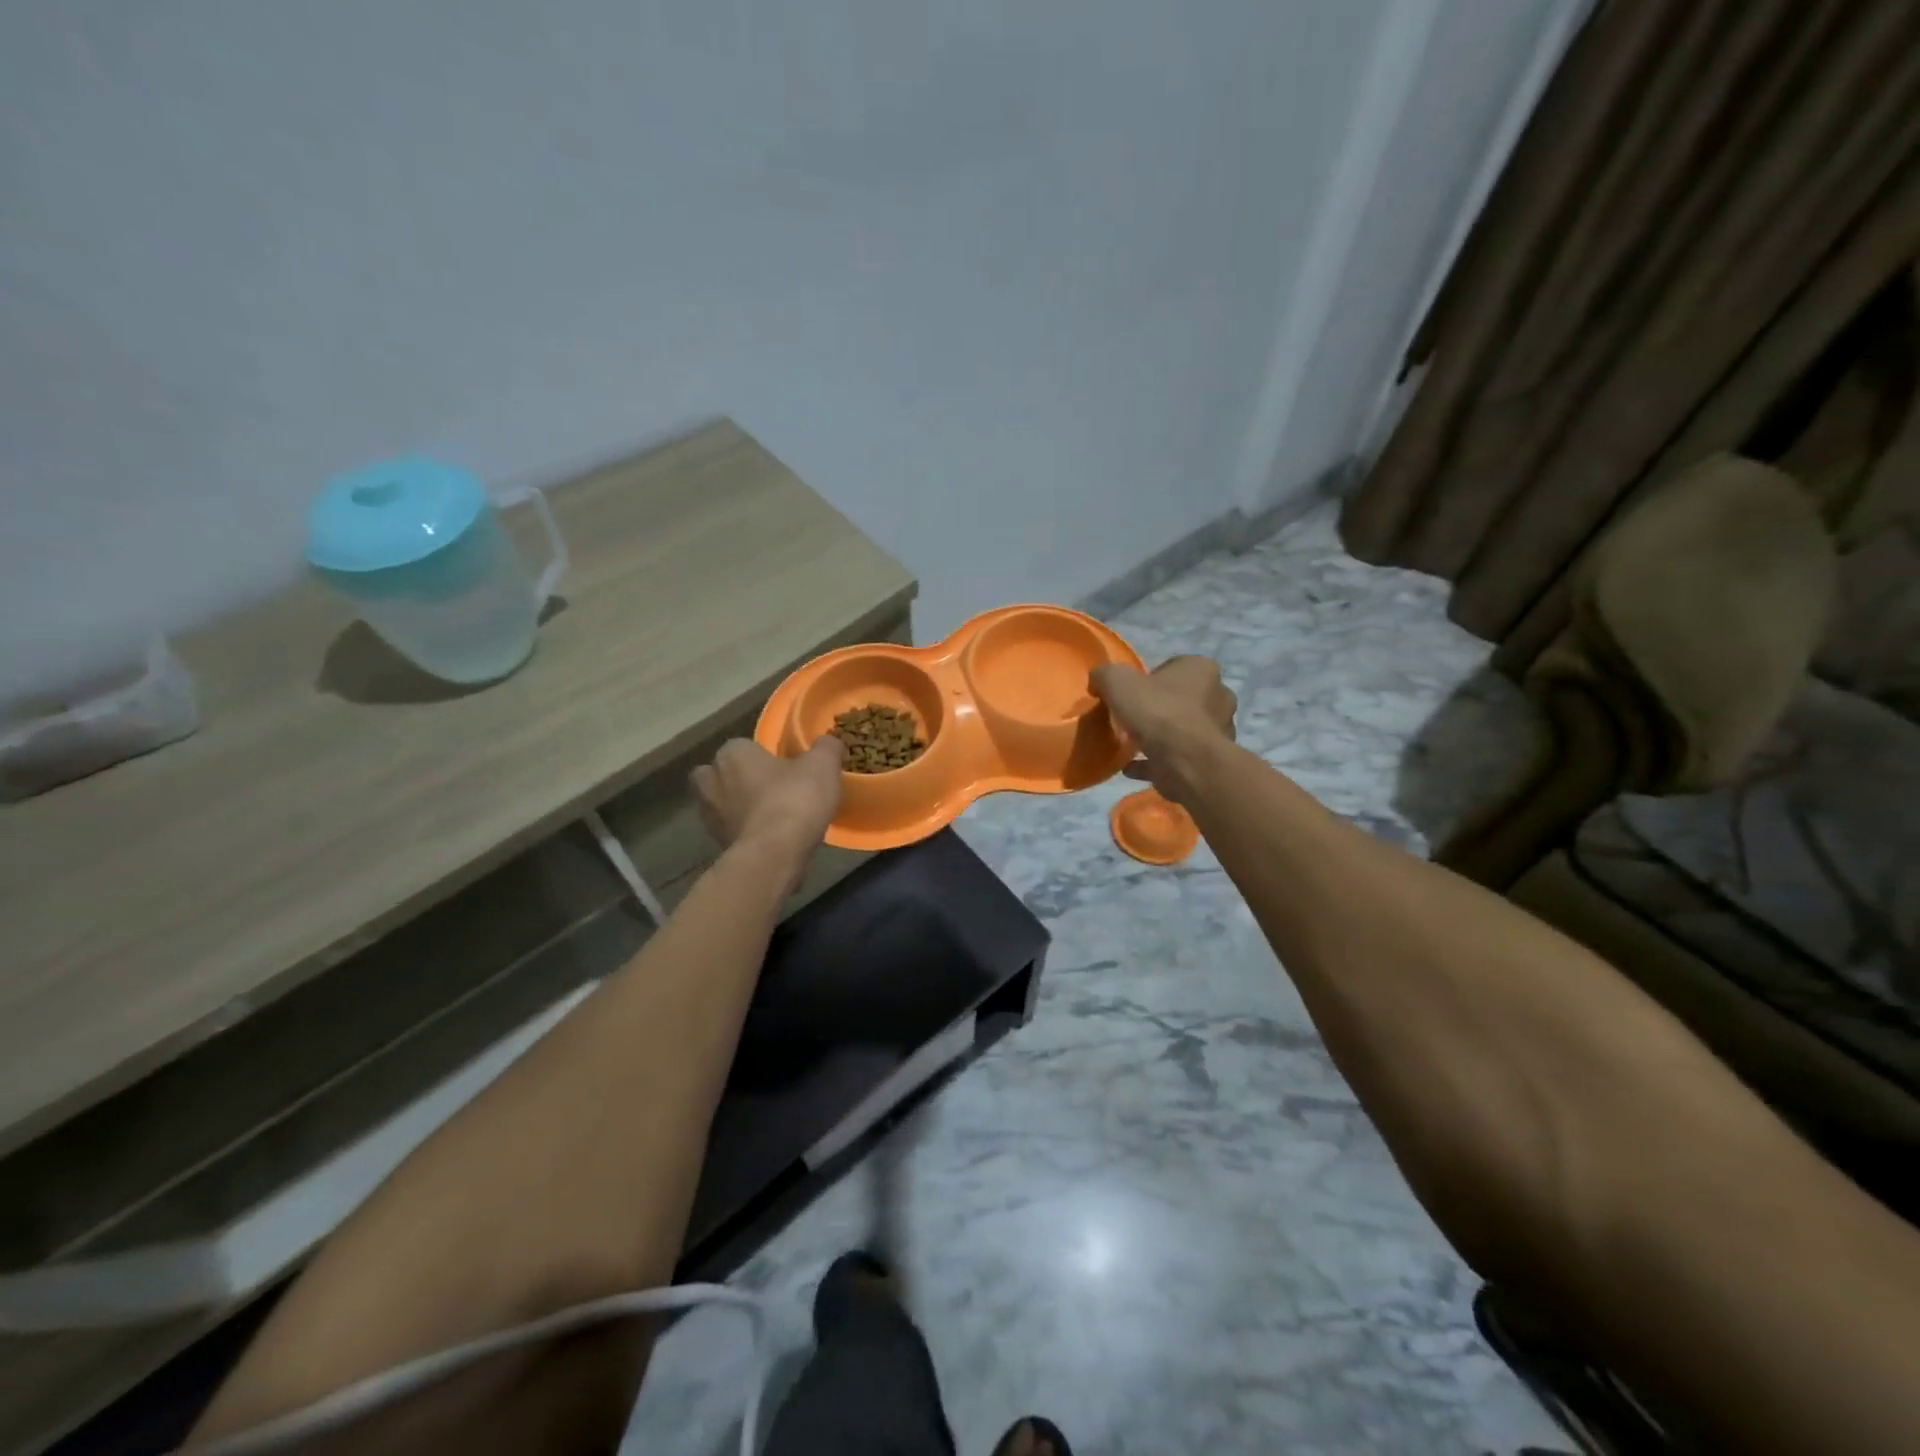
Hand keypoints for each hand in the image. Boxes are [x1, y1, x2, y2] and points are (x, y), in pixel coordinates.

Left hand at [691, 737, 844, 886]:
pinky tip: (771, 839)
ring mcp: (710, 816)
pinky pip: (732, 831)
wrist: (773, 855)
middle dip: (738, 780)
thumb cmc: (794, 799)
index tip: (786, 766)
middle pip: (722, 774)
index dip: (763, 755)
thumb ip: (826, 748)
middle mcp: (712, 780)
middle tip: (769, 788)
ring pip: (723, 805)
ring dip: (740, 808)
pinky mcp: (716, 845)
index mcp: (732, 753)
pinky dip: (746, 833)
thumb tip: (828, 742)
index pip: (743, 746)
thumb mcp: (823, 765)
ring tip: (772, 816)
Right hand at [1089, 656, 1236, 806]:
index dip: (1149, 679)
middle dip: (1159, 708)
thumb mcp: (1117, 682)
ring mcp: (1218, 730)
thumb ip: (1105, 675)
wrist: (1185, 761)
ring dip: (1160, 736)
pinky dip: (1156, 761)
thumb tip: (1099, 680)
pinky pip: (1177, 757)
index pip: (1173, 667)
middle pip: (1181, 698)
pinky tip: (1132, 767)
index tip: (1130, 694)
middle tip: (1132, 719)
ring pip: (1183, 729)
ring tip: (1131, 745)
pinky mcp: (1210, 760)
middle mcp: (1218, 695)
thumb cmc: (1157, 712)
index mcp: (1201, 668)